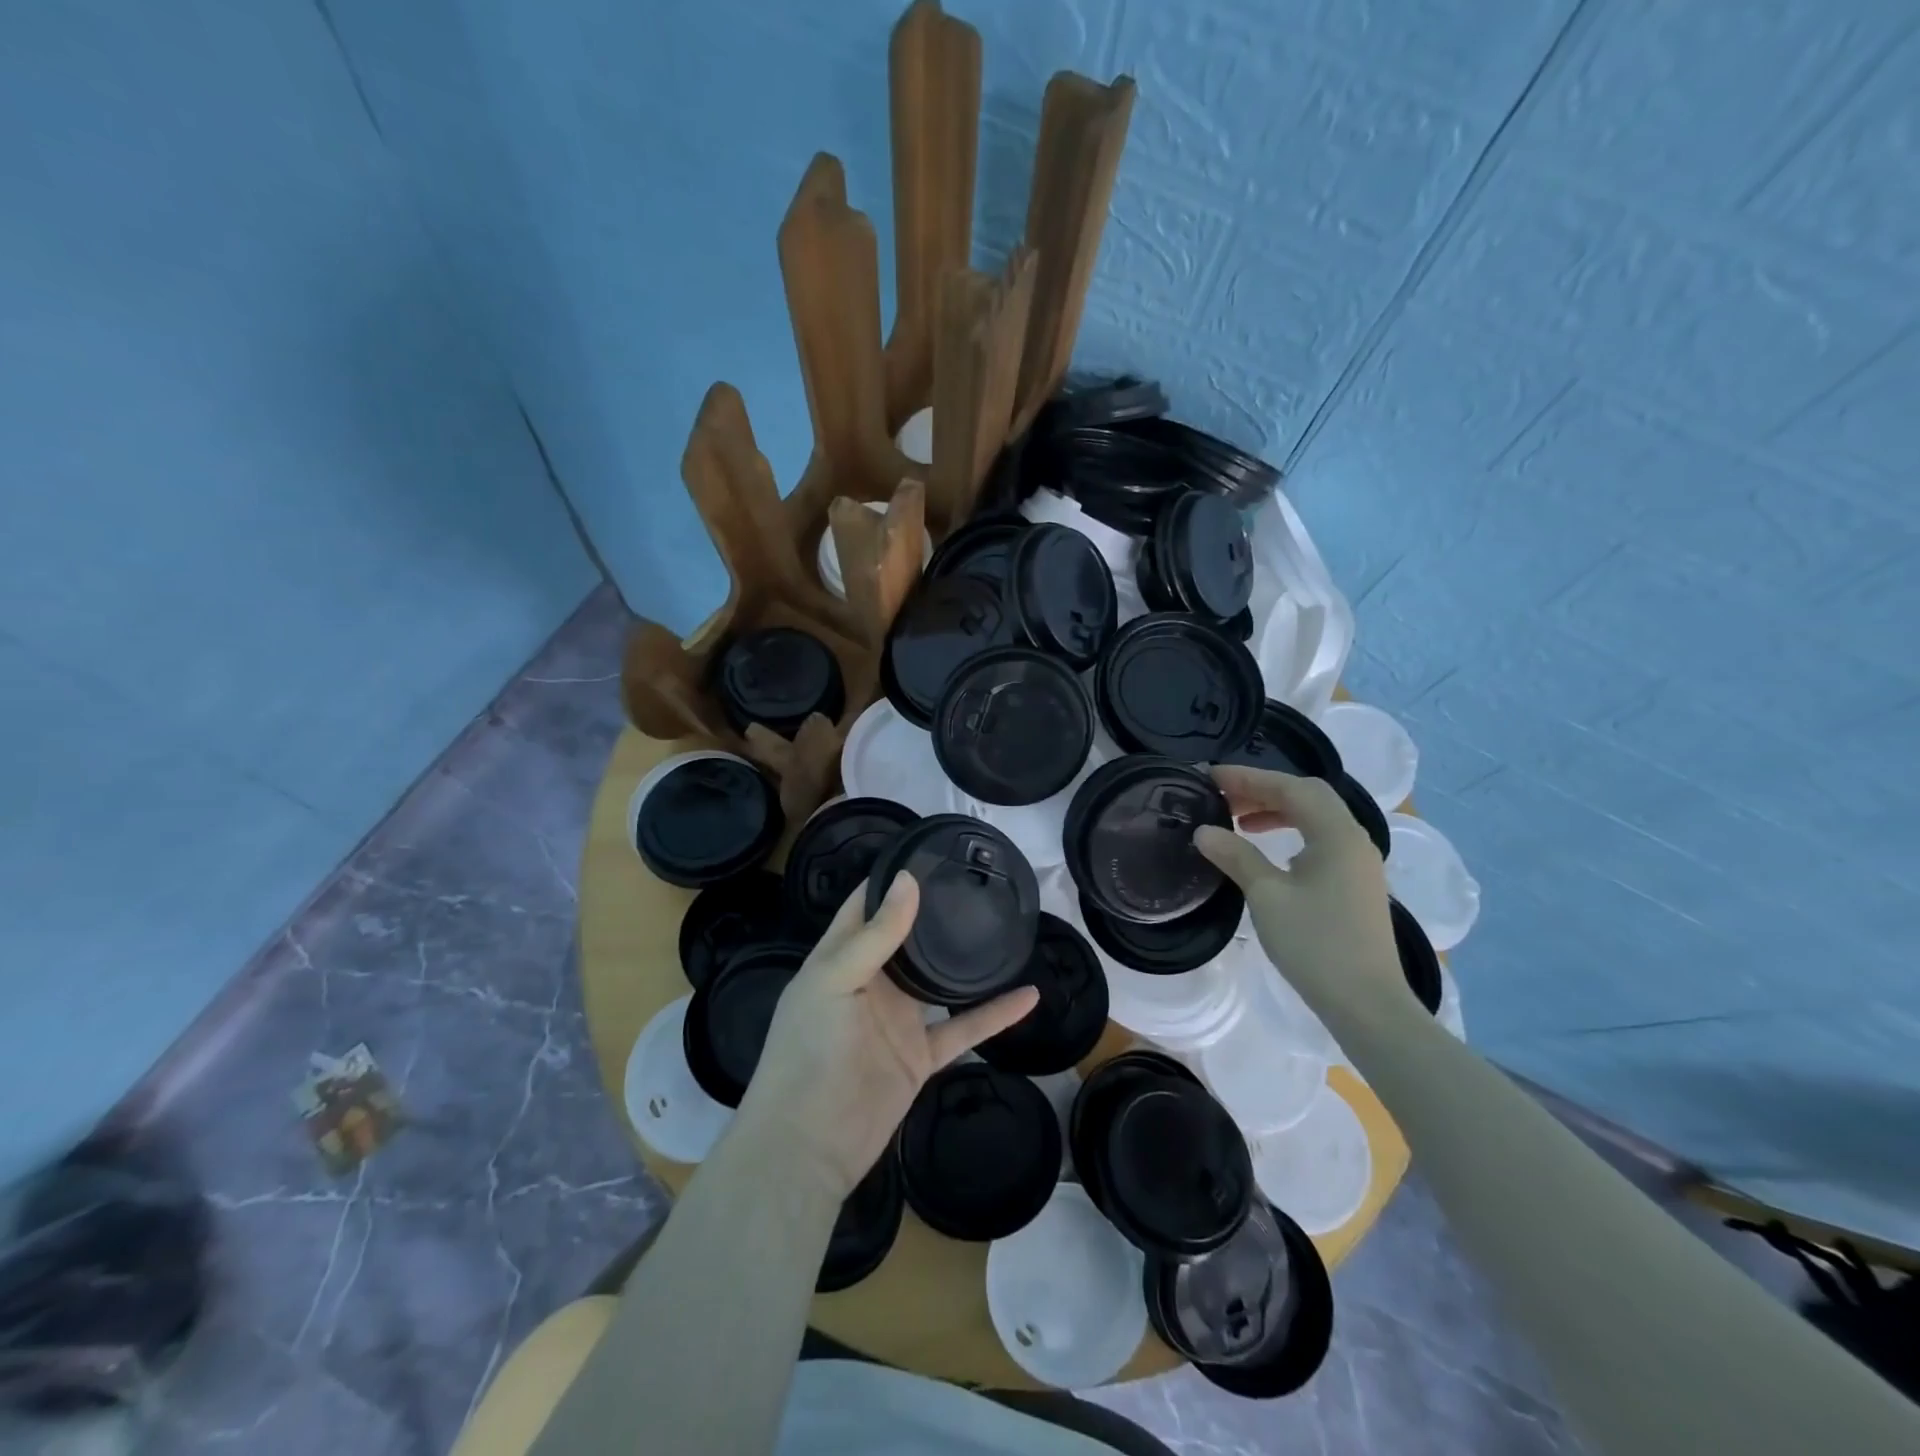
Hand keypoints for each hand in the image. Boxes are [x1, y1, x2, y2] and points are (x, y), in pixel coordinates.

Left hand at [737, 872, 1040, 1199]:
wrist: (808, 1146)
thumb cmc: (809, 1051)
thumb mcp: (834, 981)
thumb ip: (875, 935)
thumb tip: (908, 880)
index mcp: (840, 958)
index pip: (864, 906)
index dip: (890, 878)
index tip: (928, 851)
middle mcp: (870, 982)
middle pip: (906, 938)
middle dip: (933, 911)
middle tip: (974, 880)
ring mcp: (898, 1020)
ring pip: (939, 981)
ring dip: (965, 961)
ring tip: (1001, 925)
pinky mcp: (920, 1056)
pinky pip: (964, 1028)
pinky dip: (996, 1014)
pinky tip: (1028, 994)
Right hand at [1193, 765, 1407, 1022]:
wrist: (1367, 1003)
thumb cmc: (1315, 944)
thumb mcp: (1266, 896)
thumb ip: (1236, 856)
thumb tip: (1204, 831)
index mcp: (1336, 834)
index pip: (1290, 787)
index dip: (1248, 777)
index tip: (1209, 777)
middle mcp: (1353, 839)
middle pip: (1307, 796)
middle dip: (1262, 790)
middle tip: (1222, 797)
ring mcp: (1358, 863)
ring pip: (1315, 818)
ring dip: (1276, 810)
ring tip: (1238, 821)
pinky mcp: (1355, 884)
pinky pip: (1320, 840)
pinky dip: (1290, 832)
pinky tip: (1268, 851)